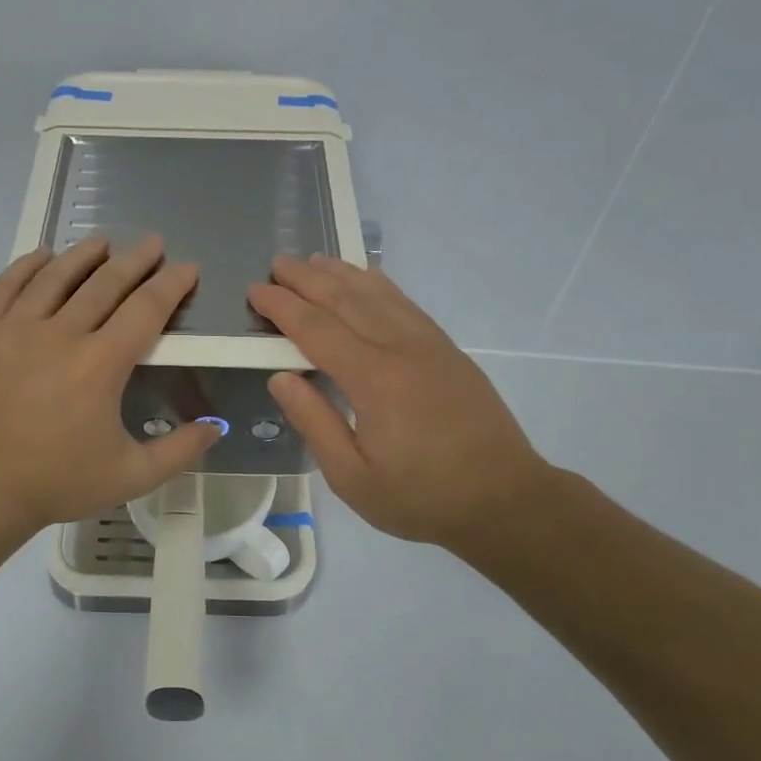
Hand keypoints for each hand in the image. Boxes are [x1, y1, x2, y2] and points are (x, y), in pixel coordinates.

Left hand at [0, 235, 220, 537]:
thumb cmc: (57, 482)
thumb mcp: (130, 476)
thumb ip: (179, 450)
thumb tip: (217, 427)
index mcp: (100, 365)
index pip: (145, 309)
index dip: (170, 285)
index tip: (186, 268)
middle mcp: (60, 334)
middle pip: (105, 283)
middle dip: (135, 260)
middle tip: (153, 243)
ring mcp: (15, 329)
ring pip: (55, 277)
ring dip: (83, 255)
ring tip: (102, 241)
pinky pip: (6, 286)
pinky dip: (27, 266)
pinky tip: (43, 256)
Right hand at [247, 254, 549, 550]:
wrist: (504, 500)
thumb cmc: (421, 497)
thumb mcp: (352, 477)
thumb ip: (314, 422)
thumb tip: (280, 376)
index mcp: (373, 380)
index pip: (316, 329)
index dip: (282, 307)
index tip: (255, 290)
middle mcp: (401, 349)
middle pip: (346, 300)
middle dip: (307, 279)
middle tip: (277, 263)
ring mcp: (430, 345)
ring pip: (378, 295)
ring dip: (342, 274)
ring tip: (314, 260)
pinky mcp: (448, 351)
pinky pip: (406, 305)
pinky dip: (380, 286)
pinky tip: (368, 277)